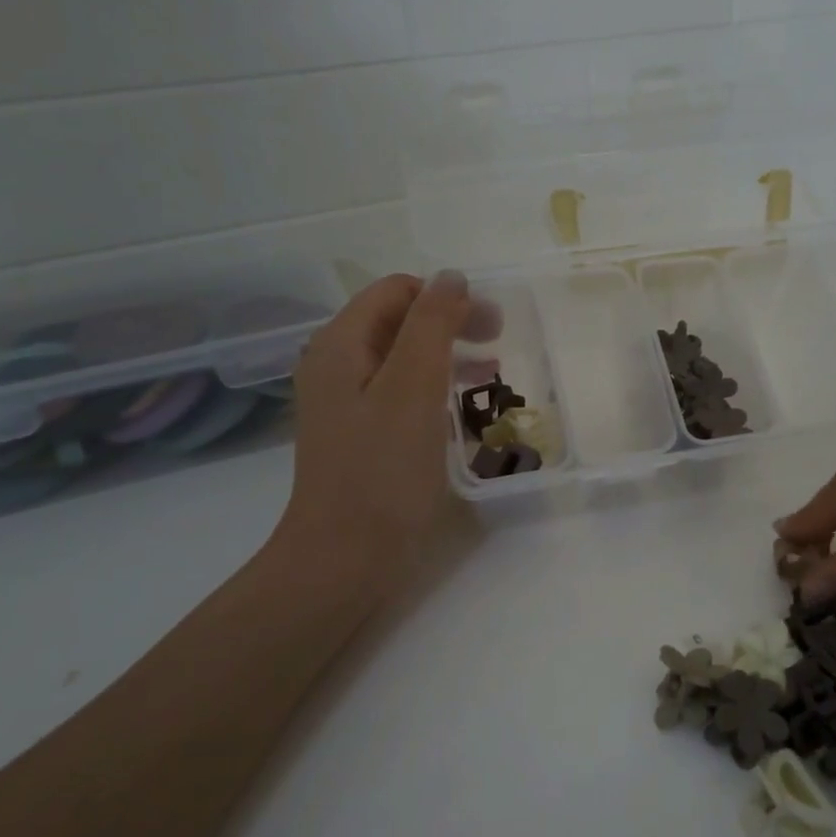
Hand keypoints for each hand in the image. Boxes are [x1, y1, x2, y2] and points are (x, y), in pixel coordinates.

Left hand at [268, 271, 495, 595]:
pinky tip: (463, 413)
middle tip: (498, 345)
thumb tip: (452, 277)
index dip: (446, 298)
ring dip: (448, 358)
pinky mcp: (361, 437)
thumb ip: (432, 325)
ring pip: (403, 360)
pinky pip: (401, 395)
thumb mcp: (413, 388)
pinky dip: (435, 392)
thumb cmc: (382, 471)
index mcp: (341, 345)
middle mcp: (337, 366)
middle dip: (451, 325)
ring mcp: (346, 404)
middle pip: (399, 322)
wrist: (344, 559)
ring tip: (491, 376)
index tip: (492, 326)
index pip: (396, 291)